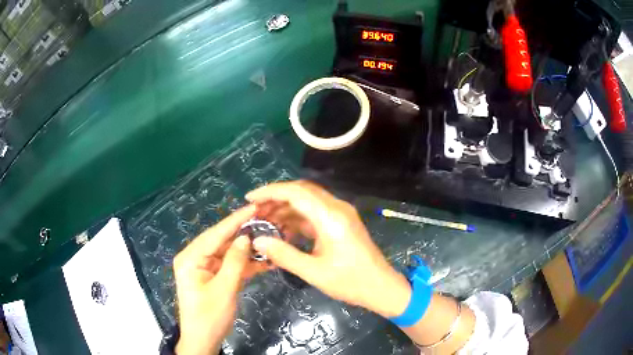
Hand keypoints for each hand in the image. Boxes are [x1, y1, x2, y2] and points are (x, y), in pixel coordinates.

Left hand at [173, 205, 268, 354]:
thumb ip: (234, 262)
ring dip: (247, 251)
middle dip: (243, 233)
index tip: (254, 207)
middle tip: (265, 221)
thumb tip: (245, 237)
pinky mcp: (213, 278)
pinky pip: (229, 266)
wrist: (203, 341)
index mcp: (190, 258)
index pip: (215, 234)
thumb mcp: (224, 289)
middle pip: (221, 241)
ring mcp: (204, 268)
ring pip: (227, 254)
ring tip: (268, 239)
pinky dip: (244, 265)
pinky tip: (263, 261)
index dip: (235, 220)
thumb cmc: (209, 317)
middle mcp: (195, 258)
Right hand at [247, 181, 411, 317]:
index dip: (270, 192)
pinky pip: (314, 213)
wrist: (380, 287)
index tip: (249, 199)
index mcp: (330, 217)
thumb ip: (284, 254)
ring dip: (285, 208)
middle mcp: (336, 208)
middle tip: (254, 212)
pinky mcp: (340, 222)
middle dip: (275, 198)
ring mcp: (340, 214)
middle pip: (301, 192)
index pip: (296, 192)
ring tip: (264, 221)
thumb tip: (257, 240)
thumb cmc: (350, 282)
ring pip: (307, 201)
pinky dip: (296, 218)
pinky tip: (283, 230)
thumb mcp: (314, 272)